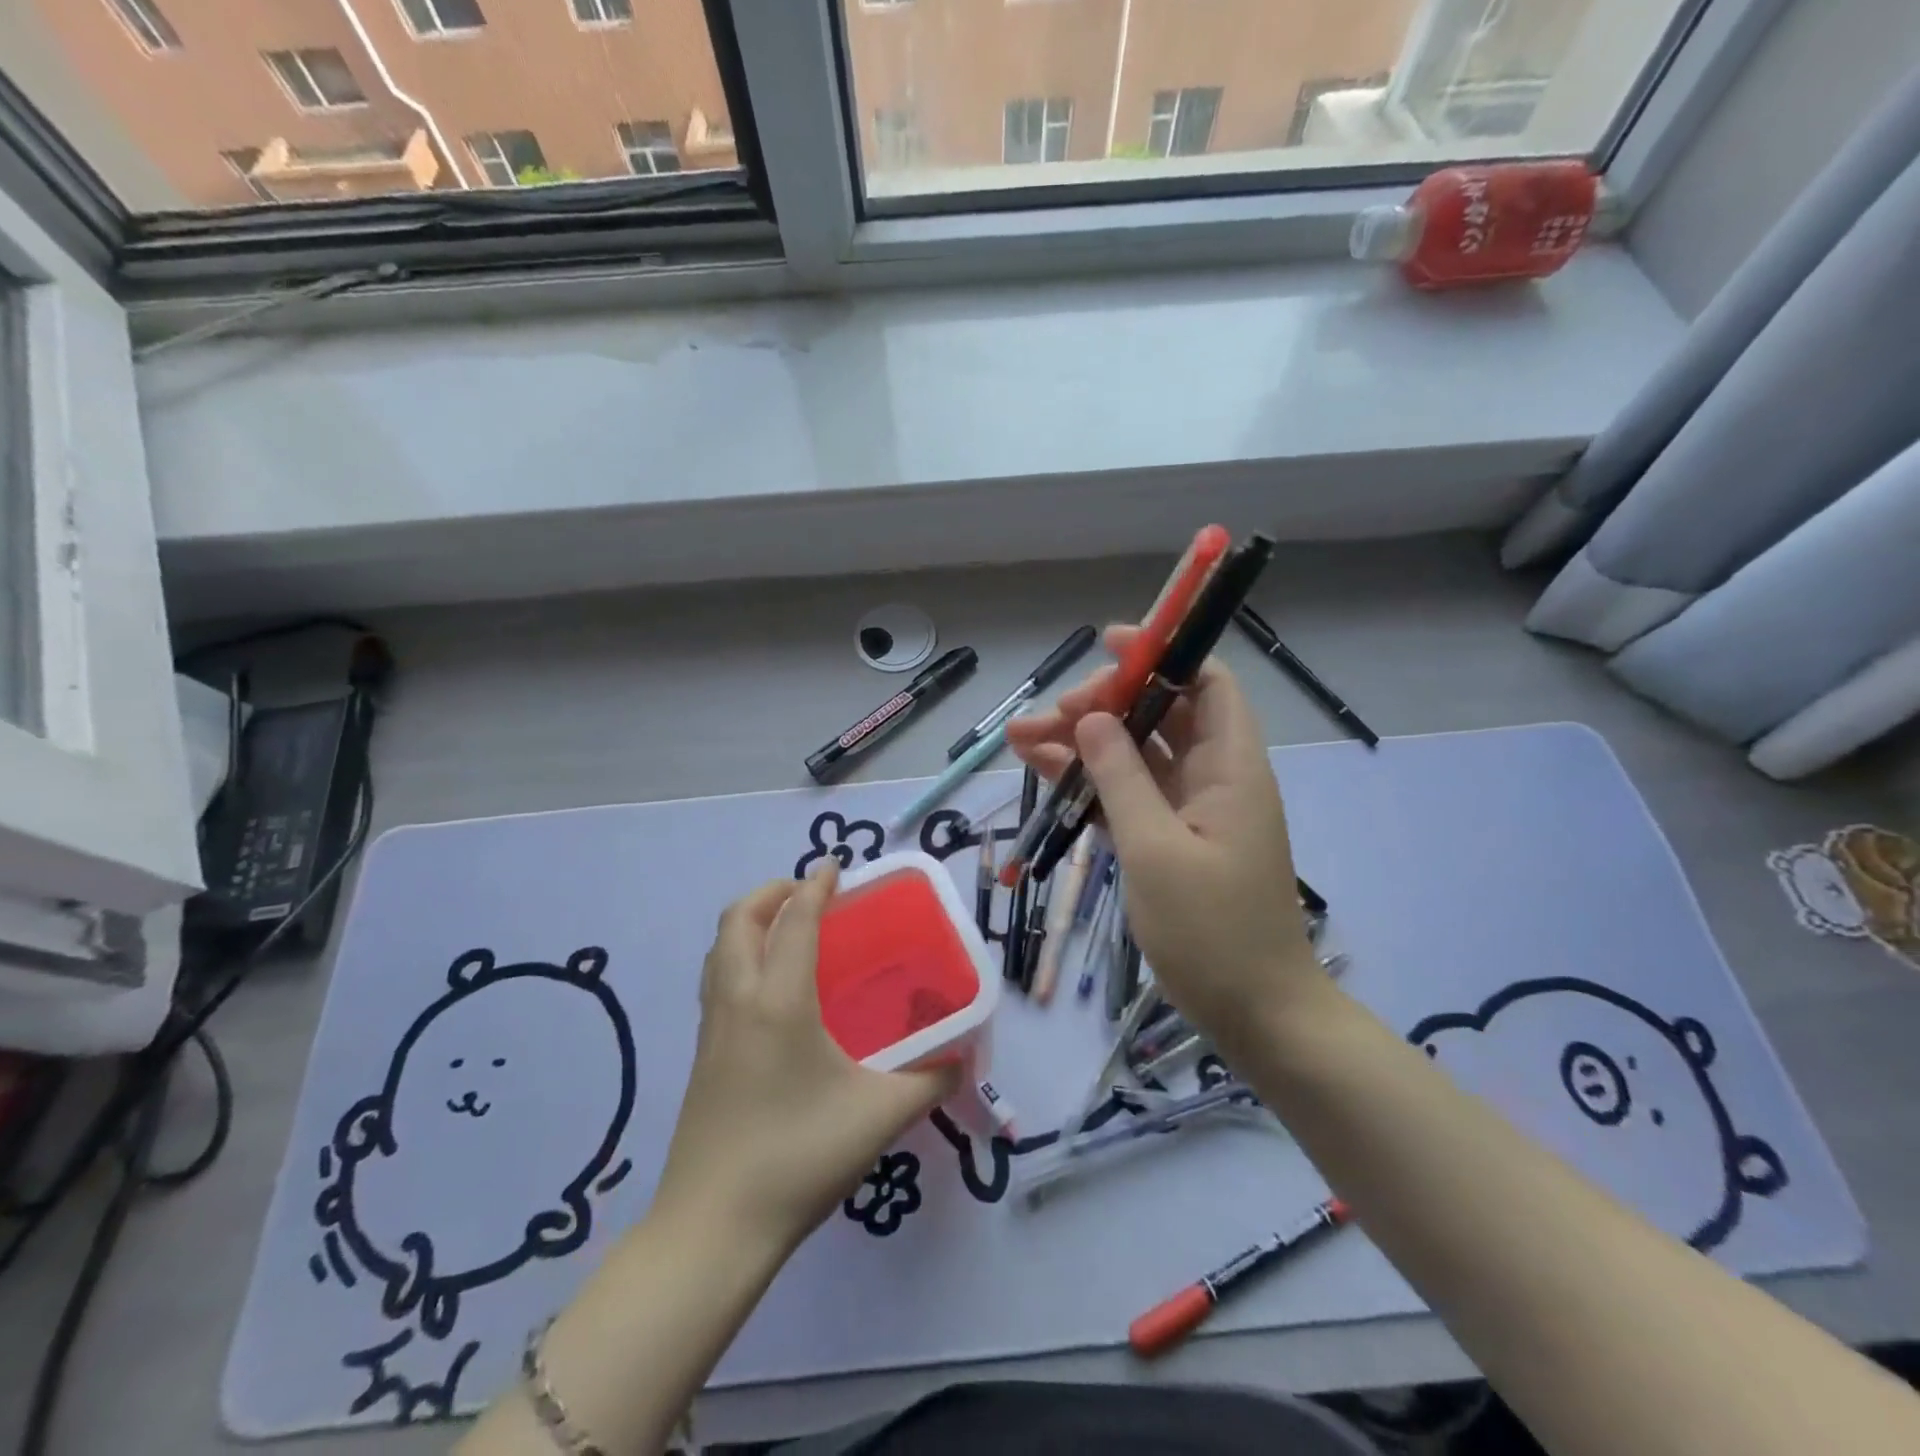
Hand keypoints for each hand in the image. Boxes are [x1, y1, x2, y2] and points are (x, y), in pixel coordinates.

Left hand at [652, 862, 957, 1254]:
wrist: (713, 1229)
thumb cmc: (798, 1158)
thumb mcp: (879, 1117)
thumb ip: (929, 1082)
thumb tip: (961, 1059)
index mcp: (779, 1002)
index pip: (794, 921)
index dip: (814, 887)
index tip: (835, 867)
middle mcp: (738, 1001)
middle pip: (739, 920)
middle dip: (772, 892)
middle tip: (809, 894)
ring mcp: (712, 1029)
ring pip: (720, 949)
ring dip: (750, 922)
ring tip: (788, 928)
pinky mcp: (701, 1056)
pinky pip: (717, 979)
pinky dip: (740, 955)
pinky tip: (770, 987)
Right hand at [1007, 625, 1320, 1047]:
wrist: (1253, 1013)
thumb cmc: (1213, 931)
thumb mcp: (1156, 849)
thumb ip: (1121, 777)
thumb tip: (1091, 717)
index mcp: (1229, 767)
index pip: (1205, 682)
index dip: (1162, 654)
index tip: (1108, 646)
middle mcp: (1210, 777)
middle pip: (1155, 715)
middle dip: (1099, 705)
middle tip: (1047, 716)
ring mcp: (1185, 810)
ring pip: (1130, 755)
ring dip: (1079, 743)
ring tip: (1017, 738)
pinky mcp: (1165, 839)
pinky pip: (1123, 795)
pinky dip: (1086, 782)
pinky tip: (1040, 771)